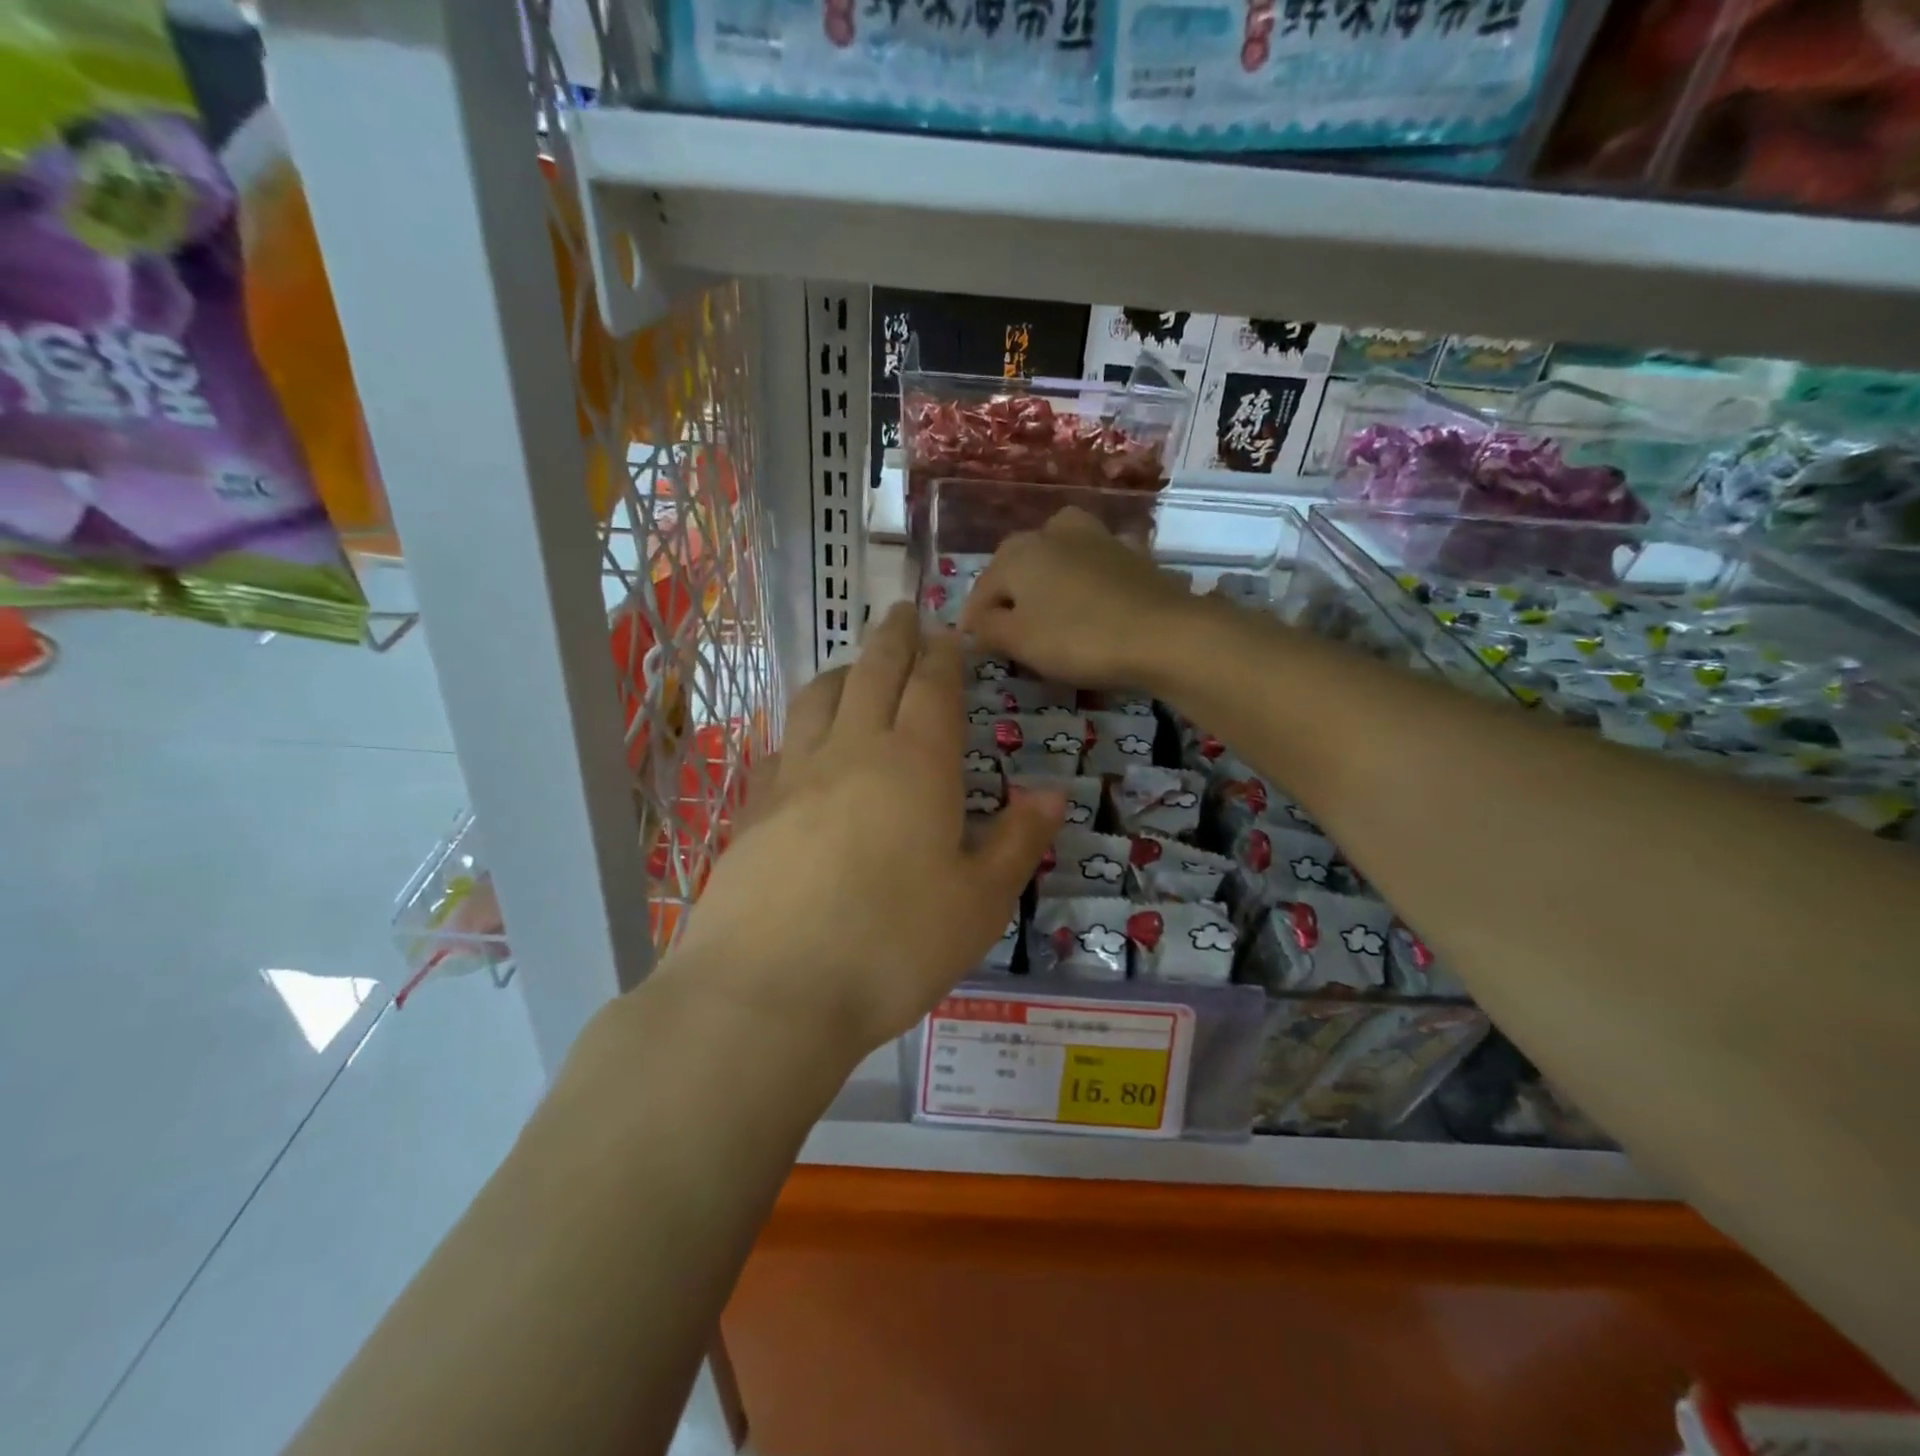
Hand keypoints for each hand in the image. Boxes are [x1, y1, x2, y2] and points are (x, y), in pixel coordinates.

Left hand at [667, 604, 1064, 1060]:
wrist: (770, 991)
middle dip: (895, 635)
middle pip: (875, 671)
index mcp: (916, 764)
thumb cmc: (893, 947)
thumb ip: (1017, 842)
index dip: (945, 654)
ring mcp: (795, 775)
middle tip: (904, 610)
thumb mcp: (979, 904)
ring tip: (859, 665)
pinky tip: (806, 741)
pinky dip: (804, 723)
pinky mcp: (755, 807)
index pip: (933, 686)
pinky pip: (783, 743)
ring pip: (820, 696)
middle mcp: (853, 751)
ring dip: (846, 669)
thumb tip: (1052, 794)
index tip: (951, 633)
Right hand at [960, 506, 1200, 688]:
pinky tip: (1095, 598)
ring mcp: (1097, 537)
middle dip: (1010, 595)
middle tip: (1011, 630)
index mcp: (1018, 552)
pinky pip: (1098, 564)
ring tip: (1051, 607)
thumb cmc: (1077, 638)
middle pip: (1019, 565)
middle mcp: (1053, 533)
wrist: (1162, 633)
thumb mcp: (1019, 641)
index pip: (983, 588)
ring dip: (1050, 577)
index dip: (975, 621)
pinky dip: (1090, 577)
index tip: (976, 648)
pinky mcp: (1133, 553)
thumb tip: (974, 623)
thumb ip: (988, 628)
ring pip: (1060, 554)